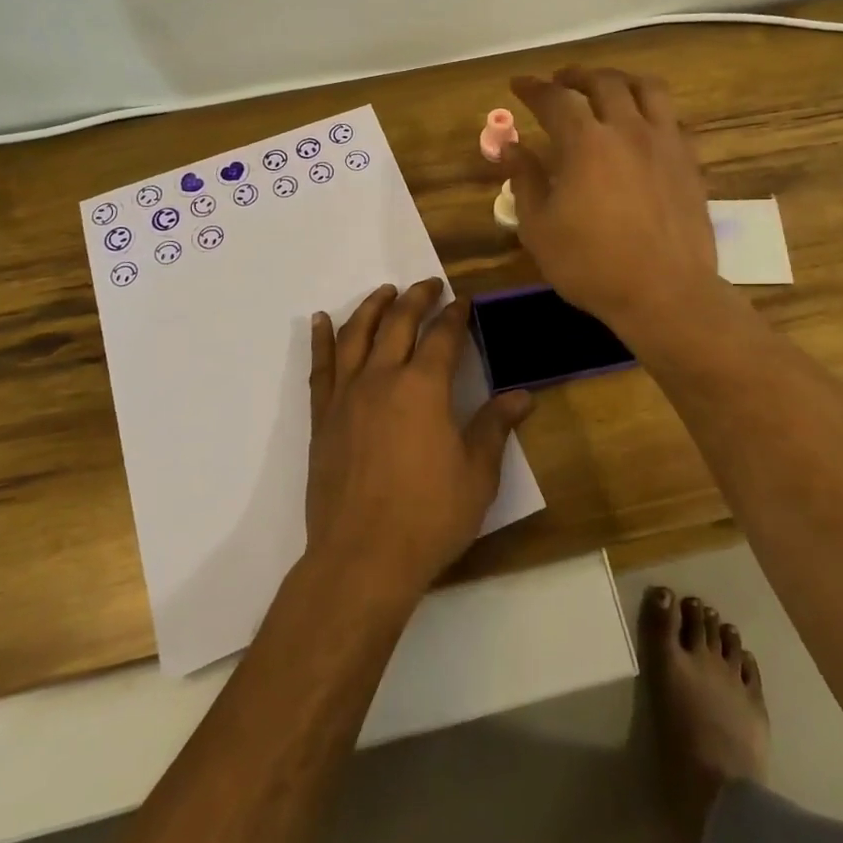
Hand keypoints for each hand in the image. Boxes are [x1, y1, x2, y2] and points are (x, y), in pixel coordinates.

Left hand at [306, 279, 532, 595]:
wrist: (362, 558)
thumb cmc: (429, 516)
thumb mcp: (477, 474)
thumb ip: (495, 427)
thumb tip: (522, 396)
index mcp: (424, 387)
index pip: (443, 337)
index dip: (455, 315)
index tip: (463, 301)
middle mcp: (382, 378)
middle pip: (399, 323)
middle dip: (417, 299)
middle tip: (429, 285)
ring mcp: (347, 396)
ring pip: (357, 335)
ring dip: (372, 307)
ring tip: (385, 291)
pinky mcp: (322, 417)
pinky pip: (321, 367)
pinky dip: (322, 339)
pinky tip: (321, 321)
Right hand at [505, 67, 719, 340]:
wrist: (665, 292)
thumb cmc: (591, 265)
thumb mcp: (539, 228)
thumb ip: (524, 180)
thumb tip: (511, 146)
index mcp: (586, 143)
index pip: (555, 99)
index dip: (533, 88)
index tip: (519, 84)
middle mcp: (628, 129)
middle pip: (603, 82)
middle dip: (576, 75)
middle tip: (560, 80)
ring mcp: (665, 142)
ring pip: (647, 88)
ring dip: (620, 80)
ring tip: (606, 87)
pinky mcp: (689, 161)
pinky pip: (671, 117)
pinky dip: (650, 108)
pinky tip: (642, 123)